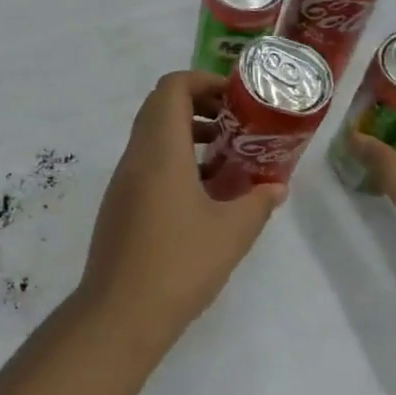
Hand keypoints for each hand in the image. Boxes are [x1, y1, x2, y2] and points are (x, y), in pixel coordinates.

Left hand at [76, 71, 287, 355]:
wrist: (120, 313)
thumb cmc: (179, 264)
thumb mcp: (231, 233)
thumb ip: (257, 203)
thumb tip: (276, 187)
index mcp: (160, 150)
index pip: (172, 88)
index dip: (203, 81)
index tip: (236, 98)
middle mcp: (136, 155)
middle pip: (160, 106)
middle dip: (199, 105)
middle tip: (235, 123)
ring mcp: (123, 180)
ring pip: (152, 135)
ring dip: (187, 134)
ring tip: (226, 156)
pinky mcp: (119, 203)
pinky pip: (146, 162)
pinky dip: (174, 159)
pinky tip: (203, 193)